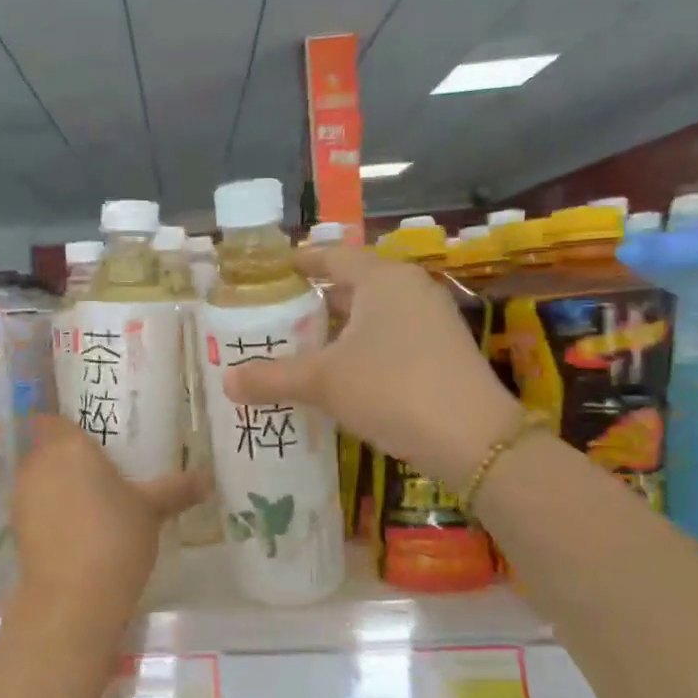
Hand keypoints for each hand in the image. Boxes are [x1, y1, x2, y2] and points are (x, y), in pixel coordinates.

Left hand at [10, 416, 204, 635]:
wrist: (73, 598)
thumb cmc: (115, 537)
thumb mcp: (152, 510)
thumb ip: (176, 489)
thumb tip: (208, 479)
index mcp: (68, 445)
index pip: (54, 419)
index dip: (68, 425)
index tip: (92, 436)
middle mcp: (38, 464)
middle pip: (47, 449)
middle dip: (68, 458)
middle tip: (101, 470)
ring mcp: (22, 497)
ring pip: (40, 480)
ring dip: (58, 487)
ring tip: (92, 503)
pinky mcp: (17, 530)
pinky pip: (36, 509)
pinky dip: (51, 514)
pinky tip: (77, 532)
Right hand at [223, 244, 519, 490]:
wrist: (473, 440)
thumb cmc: (391, 389)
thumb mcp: (322, 381)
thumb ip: (271, 377)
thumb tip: (225, 381)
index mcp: (382, 279)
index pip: (333, 256)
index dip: (300, 261)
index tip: (272, 271)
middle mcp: (410, 289)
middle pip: (353, 284)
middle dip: (315, 300)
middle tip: (276, 315)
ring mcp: (432, 320)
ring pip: (373, 313)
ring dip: (338, 327)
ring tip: (300, 345)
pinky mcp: (442, 352)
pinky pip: (390, 336)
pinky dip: (360, 346)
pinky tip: (339, 373)